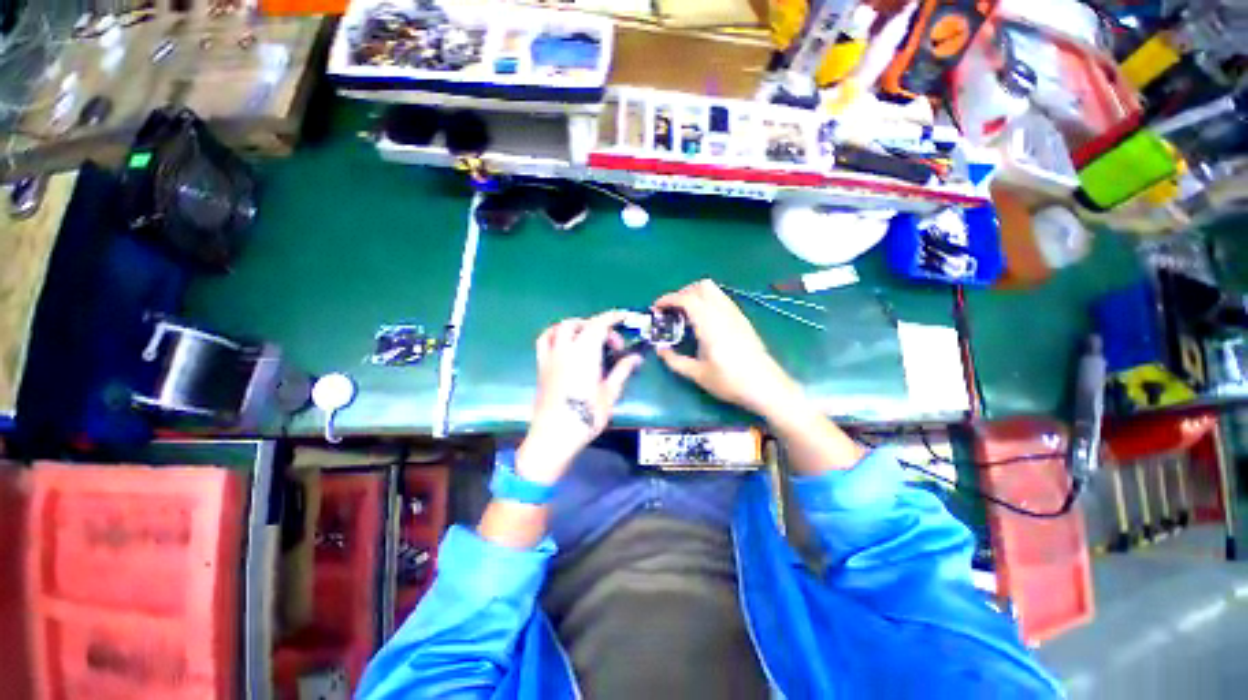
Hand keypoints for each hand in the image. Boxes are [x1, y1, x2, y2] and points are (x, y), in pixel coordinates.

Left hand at [517, 310, 641, 484]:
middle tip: (613, 345)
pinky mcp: (541, 366)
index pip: (599, 324)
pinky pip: (545, 340)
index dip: (613, 317)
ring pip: (561, 327)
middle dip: (600, 326)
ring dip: (577, 326)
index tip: (625, 317)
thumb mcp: (609, 393)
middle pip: (581, 324)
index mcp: (584, 353)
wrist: (554, 435)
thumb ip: (622, 371)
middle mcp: (565, 349)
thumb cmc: (585, 416)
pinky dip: (556, 334)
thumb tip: (636, 358)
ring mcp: (550, 356)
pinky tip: (565, 343)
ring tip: (589, 338)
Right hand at [654, 280, 800, 419]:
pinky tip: (703, 321)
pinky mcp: (742, 319)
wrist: (766, 386)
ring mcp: (735, 314)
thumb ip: (675, 360)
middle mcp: (723, 312)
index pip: (687, 299)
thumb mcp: (698, 374)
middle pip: (701, 286)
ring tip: (685, 314)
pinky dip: (707, 301)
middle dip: (682, 293)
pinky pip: (722, 299)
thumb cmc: (730, 381)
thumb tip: (660, 350)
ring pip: (714, 290)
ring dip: (696, 295)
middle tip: (671, 310)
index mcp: (710, 323)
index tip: (656, 308)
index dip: (668, 299)